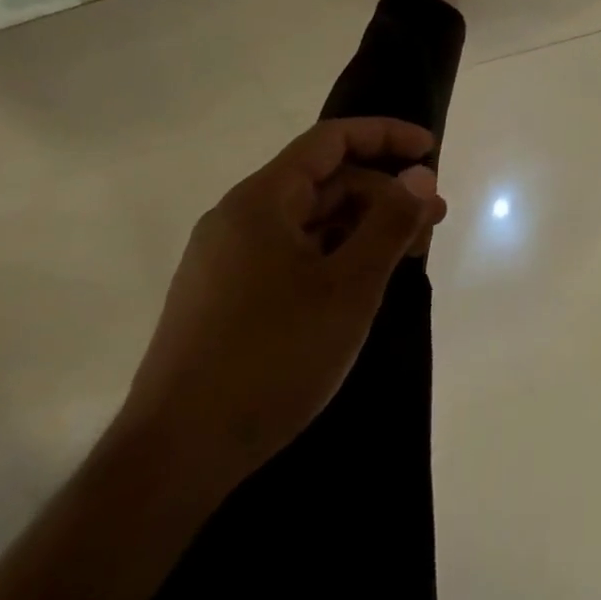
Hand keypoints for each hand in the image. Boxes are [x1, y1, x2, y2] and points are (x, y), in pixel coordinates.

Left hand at [119, 118, 447, 482]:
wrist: (170, 464)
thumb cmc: (270, 360)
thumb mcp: (349, 287)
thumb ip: (391, 222)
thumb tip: (420, 175)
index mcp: (261, 201)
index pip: (332, 139)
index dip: (386, 135)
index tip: (430, 151)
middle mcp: (238, 218)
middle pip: (325, 181)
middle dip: (383, 194)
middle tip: (430, 224)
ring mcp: (225, 261)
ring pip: (309, 221)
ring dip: (361, 229)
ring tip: (403, 259)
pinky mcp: (222, 299)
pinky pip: (290, 254)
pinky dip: (333, 257)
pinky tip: (358, 288)